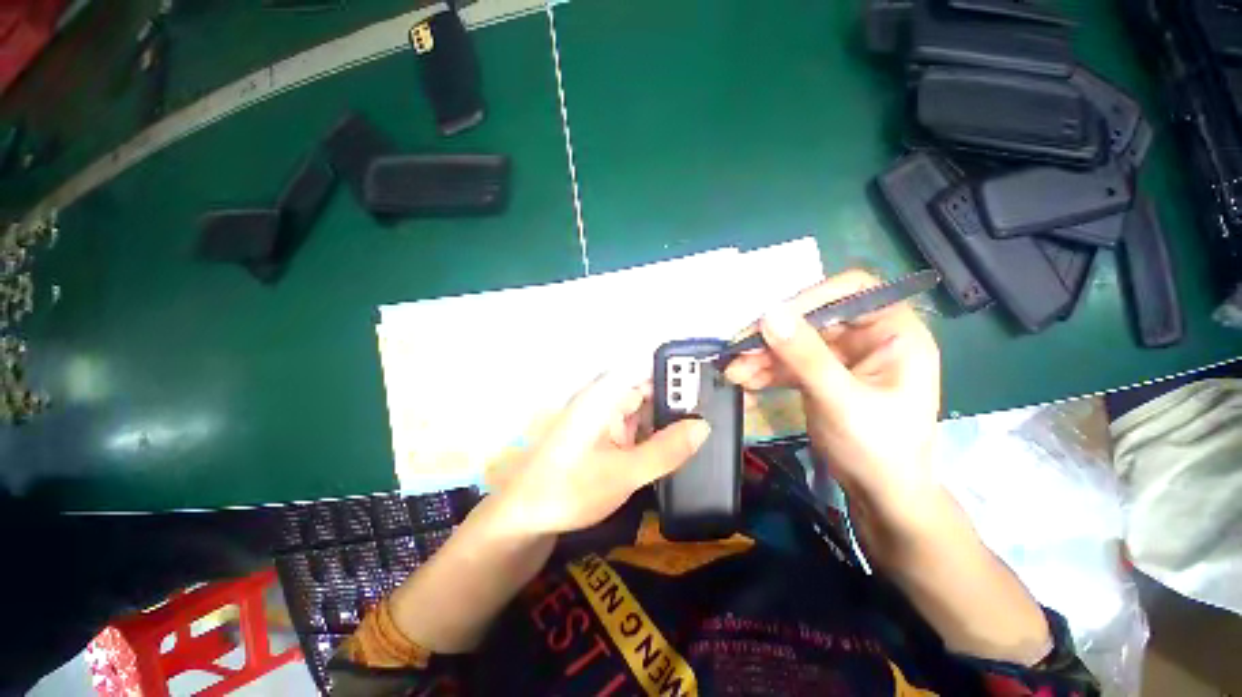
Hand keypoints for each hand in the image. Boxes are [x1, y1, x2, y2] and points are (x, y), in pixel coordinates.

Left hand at [492, 373, 710, 535]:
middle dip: (679, 395)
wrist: (525, 517)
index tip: (710, 376)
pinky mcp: (606, 434)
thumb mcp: (623, 473)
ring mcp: (605, 416)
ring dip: (669, 415)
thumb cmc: (569, 489)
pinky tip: (679, 442)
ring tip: (707, 422)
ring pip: (645, 406)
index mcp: (604, 395)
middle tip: (718, 406)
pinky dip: (656, 431)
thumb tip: (703, 425)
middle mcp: (605, 398)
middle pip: (649, 385)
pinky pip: (637, 425)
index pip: (647, 365)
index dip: (678, 367)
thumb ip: (665, 450)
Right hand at [724, 270, 941, 528]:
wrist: (879, 495)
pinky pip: (788, 362)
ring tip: (734, 371)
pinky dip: (765, 370)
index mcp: (894, 332)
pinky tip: (744, 380)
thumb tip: (769, 314)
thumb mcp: (841, 401)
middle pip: (812, 318)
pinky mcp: (821, 374)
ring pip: (794, 341)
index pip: (852, 291)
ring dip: (762, 355)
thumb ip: (805, 357)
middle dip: (773, 335)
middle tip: (738, 349)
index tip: (770, 318)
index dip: (810, 298)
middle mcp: (868, 337)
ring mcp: (841, 356)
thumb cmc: (878, 448)